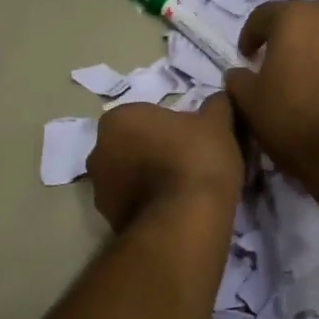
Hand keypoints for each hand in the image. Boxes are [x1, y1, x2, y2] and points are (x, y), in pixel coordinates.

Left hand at [88, 95, 244, 231]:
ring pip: (129, 177)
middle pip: (132, 146)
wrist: (185, 219)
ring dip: (148, 180)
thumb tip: (219, 99)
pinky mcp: (108, 219)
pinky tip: (174, 212)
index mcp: (119, 119)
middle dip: (154, 153)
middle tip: (189, 165)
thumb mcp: (218, 124)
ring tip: (183, 193)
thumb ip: (216, 106)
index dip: (172, 128)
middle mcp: (98, 150)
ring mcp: (99, 188)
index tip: (193, 141)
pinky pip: (132, 204)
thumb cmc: (197, 160)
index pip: (146, 116)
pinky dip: (148, 206)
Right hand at [224, 0, 318, 179]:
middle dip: (294, 37)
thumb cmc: (294, 121)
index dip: (252, 35)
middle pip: (308, 19)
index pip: (265, 15)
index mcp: (295, 18)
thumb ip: (238, 80)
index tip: (247, 56)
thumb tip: (239, 72)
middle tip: (285, 65)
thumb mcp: (250, 104)